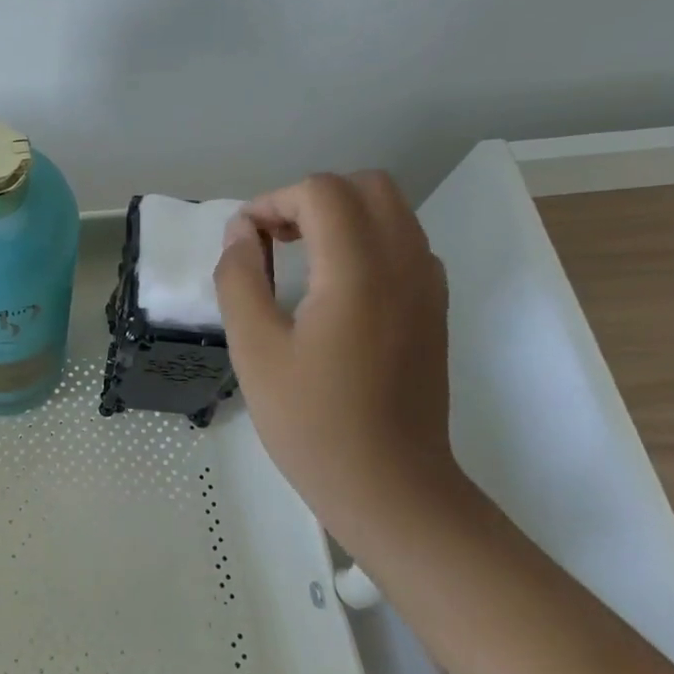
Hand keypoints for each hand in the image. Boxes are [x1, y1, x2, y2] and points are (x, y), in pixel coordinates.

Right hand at [213, 171, 455, 512]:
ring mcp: (428, 286)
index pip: (321, 192)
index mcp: (359, 272)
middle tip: (274, 241)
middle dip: (311, 199)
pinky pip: (404, 244)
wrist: (390, 487)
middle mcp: (405, 265)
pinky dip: (365, 241)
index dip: (272, 202)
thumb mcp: (254, 350)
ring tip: (298, 260)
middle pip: (366, 186)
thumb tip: (240, 235)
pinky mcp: (434, 309)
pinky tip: (334, 287)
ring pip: (390, 211)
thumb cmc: (312, 422)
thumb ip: (240, 279)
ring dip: (340, 217)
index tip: (245, 242)